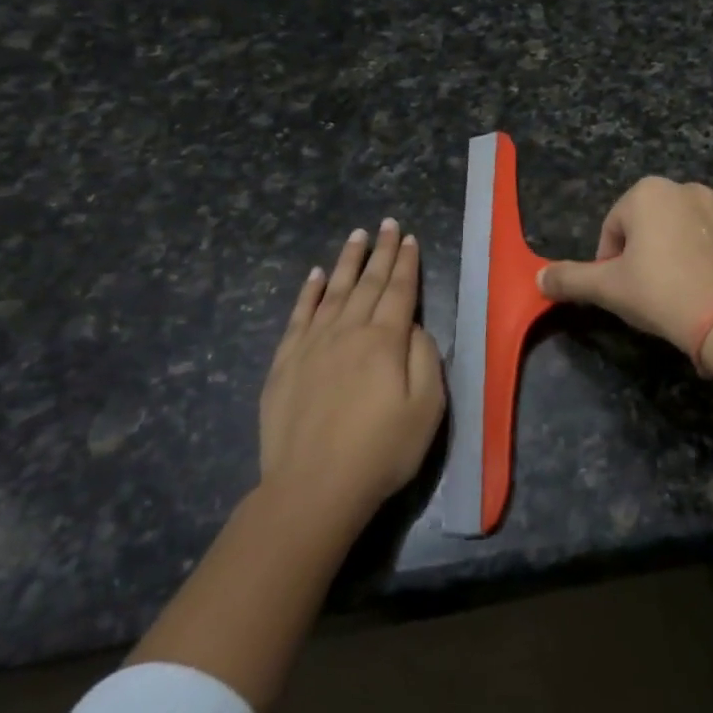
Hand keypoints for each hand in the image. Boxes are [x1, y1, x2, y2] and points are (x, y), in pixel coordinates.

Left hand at [260, 219, 446, 527]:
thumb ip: (425, 358)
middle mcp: (348, 331)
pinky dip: (309, 292)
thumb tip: (413, 326)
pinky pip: (299, 315)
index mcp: (385, 340)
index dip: (406, 263)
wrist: (313, 488)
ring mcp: (312, 344)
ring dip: (347, 261)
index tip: (409, 237)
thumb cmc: (381, 451)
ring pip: (334, 291)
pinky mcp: (285, 362)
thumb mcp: (427, 408)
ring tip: (357, 235)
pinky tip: (316, 275)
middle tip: (387, 224)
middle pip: (368, 283)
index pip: (399, 290)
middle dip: (381, 251)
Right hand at [537, 178, 712, 352]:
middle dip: (649, 248)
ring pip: (690, 217)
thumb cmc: (660, 294)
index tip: (624, 290)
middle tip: (656, 287)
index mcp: (645, 193)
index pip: (615, 229)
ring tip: (690, 279)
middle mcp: (684, 185)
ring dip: (684, 238)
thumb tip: (538, 277)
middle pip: (653, 221)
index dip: (612, 261)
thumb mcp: (608, 289)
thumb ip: (570, 279)